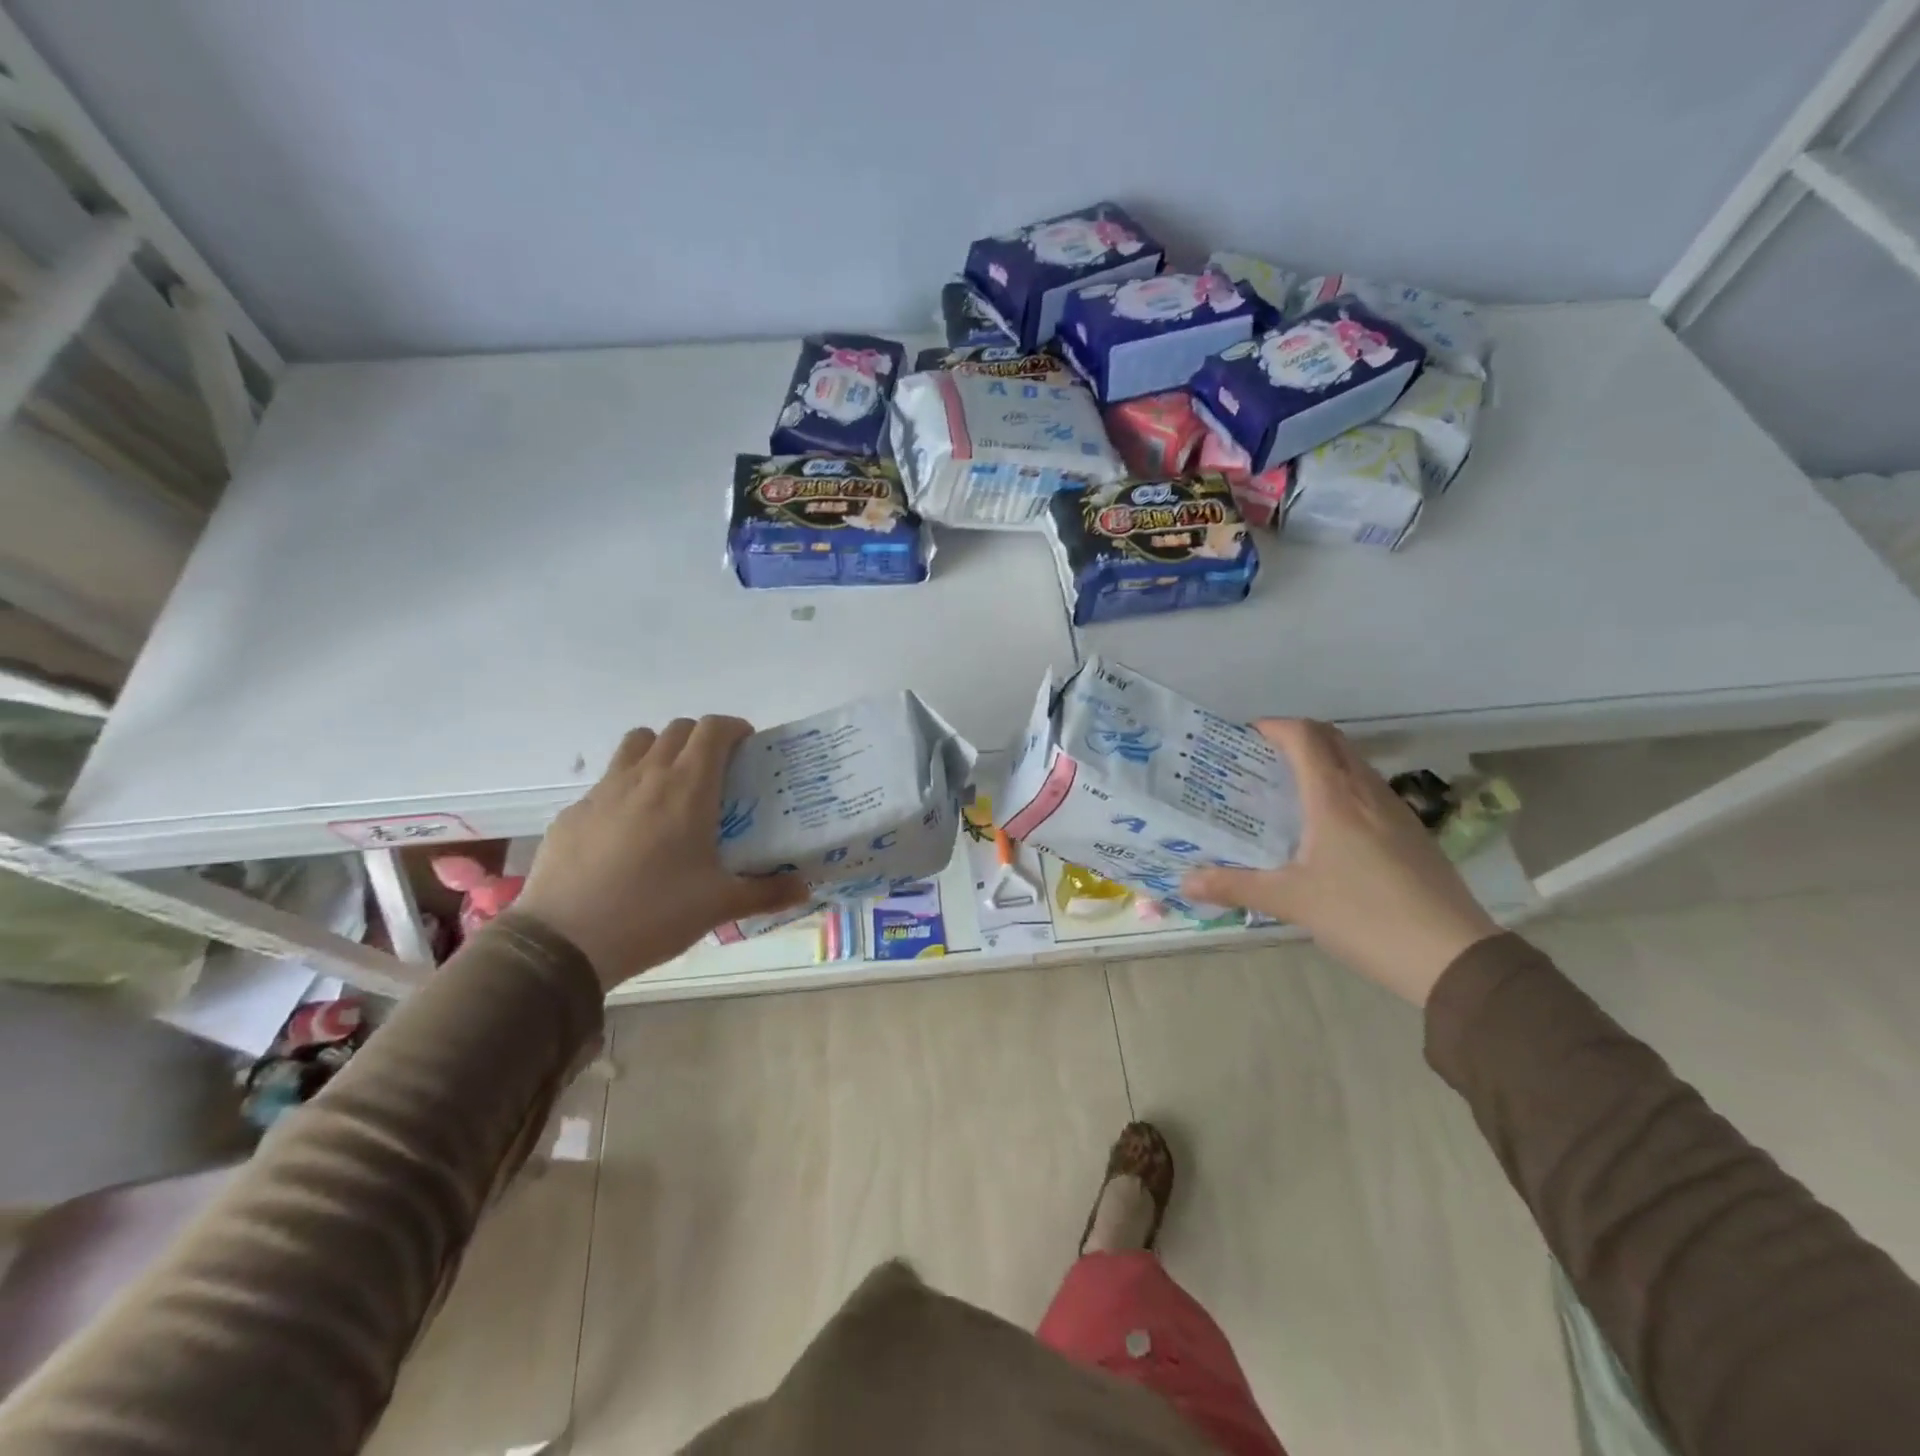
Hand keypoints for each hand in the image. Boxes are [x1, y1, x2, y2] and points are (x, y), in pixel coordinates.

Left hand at [516, 717, 809, 991]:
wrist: (564, 941)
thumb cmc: (654, 913)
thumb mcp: (719, 905)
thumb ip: (767, 892)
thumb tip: (805, 889)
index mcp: (688, 788)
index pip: (713, 729)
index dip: (734, 728)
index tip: (747, 746)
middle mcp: (646, 776)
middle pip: (676, 729)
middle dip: (701, 738)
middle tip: (716, 771)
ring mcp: (604, 791)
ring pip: (636, 744)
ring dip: (660, 750)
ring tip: (671, 787)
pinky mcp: (573, 812)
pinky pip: (607, 783)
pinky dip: (626, 789)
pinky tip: (628, 832)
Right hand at [1182, 720, 1499, 1006]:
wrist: (1452, 956)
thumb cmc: (1363, 916)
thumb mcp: (1291, 901)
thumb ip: (1235, 886)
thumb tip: (1186, 880)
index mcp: (1335, 798)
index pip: (1305, 737)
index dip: (1274, 727)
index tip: (1245, 736)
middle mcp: (1367, 793)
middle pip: (1333, 741)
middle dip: (1296, 738)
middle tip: (1261, 760)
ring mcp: (1397, 811)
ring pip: (1355, 764)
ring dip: (1322, 761)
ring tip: (1288, 790)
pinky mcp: (1413, 833)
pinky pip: (1370, 790)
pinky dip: (1343, 787)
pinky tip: (1329, 826)